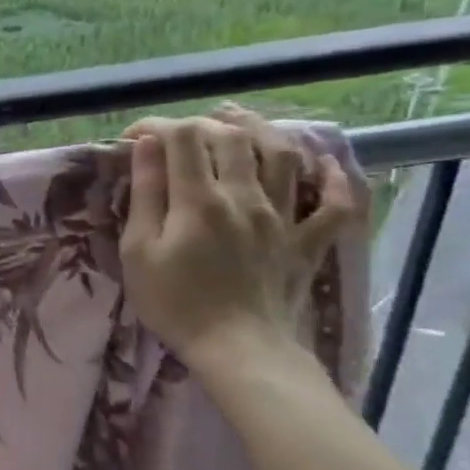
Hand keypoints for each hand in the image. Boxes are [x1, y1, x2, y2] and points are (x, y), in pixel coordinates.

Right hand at [117, 105, 355, 371]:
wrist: (238, 349)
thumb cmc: (175, 303)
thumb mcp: (139, 251)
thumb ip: (146, 195)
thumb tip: (146, 146)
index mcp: (200, 200)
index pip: (182, 139)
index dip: (157, 126)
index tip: (134, 137)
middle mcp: (247, 197)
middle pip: (232, 137)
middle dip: (202, 123)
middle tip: (179, 133)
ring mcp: (284, 217)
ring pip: (284, 155)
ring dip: (261, 129)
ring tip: (240, 120)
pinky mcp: (308, 241)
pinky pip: (334, 204)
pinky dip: (333, 179)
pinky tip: (324, 163)